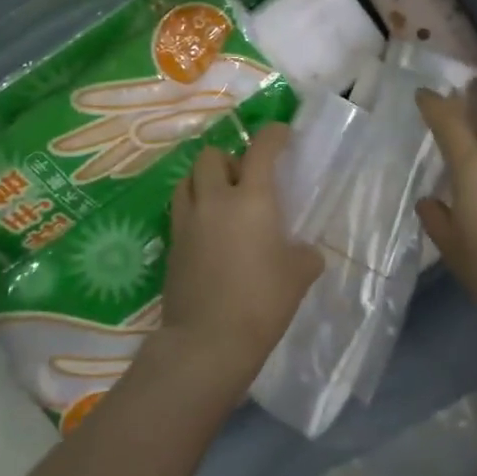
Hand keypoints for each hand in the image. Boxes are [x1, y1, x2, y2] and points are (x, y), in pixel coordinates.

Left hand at [158, 123, 323, 394]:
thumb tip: (303, 251)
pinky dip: (194, 208)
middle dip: (229, 158)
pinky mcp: (171, 244)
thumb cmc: (262, 302)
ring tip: (221, 200)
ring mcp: (187, 221)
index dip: (272, 135)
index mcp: (251, 199)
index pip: (261, 149)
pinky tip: (208, 231)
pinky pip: (180, 210)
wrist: (208, 342)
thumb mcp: (299, 276)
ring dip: (205, 180)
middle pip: (211, 156)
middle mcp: (215, 200)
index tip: (281, 134)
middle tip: (245, 179)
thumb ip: (304, 254)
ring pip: (188, 179)